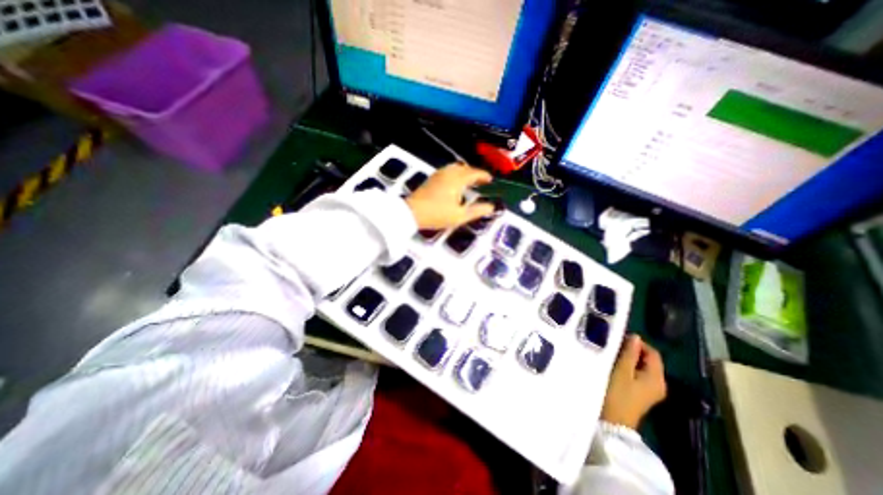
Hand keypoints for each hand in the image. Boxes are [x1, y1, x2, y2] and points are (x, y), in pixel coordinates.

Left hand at [406, 162, 494, 230]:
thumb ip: (477, 210)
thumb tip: (491, 207)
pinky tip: (454, 184)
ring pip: (455, 168)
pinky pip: (447, 171)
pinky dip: (455, 174)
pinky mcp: (431, 178)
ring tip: (469, 182)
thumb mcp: (460, 216)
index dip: (484, 175)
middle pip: (465, 168)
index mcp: (457, 179)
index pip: (474, 173)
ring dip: (464, 172)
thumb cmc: (437, 214)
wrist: (412, 212)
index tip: (490, 180)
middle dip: (474, 173)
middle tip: (481, 181)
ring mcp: (438, 174)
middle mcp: (448, 173)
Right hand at [605, 337, 665, 428]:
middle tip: (613, 345)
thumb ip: (629, 353)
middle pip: (647, 359)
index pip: (652, 352)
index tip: (619, 338)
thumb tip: (635, 336)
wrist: (612, 423)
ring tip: (611, 353)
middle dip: (631, 350)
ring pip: (641, 366)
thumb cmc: (617, 394)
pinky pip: (636, 374)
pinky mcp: (640, 393)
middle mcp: (658, 383)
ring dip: (628, 358)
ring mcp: (649, 389)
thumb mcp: (621, 370)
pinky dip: (627, 366)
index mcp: (656, 378)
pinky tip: (614, 365)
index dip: (637, 343)